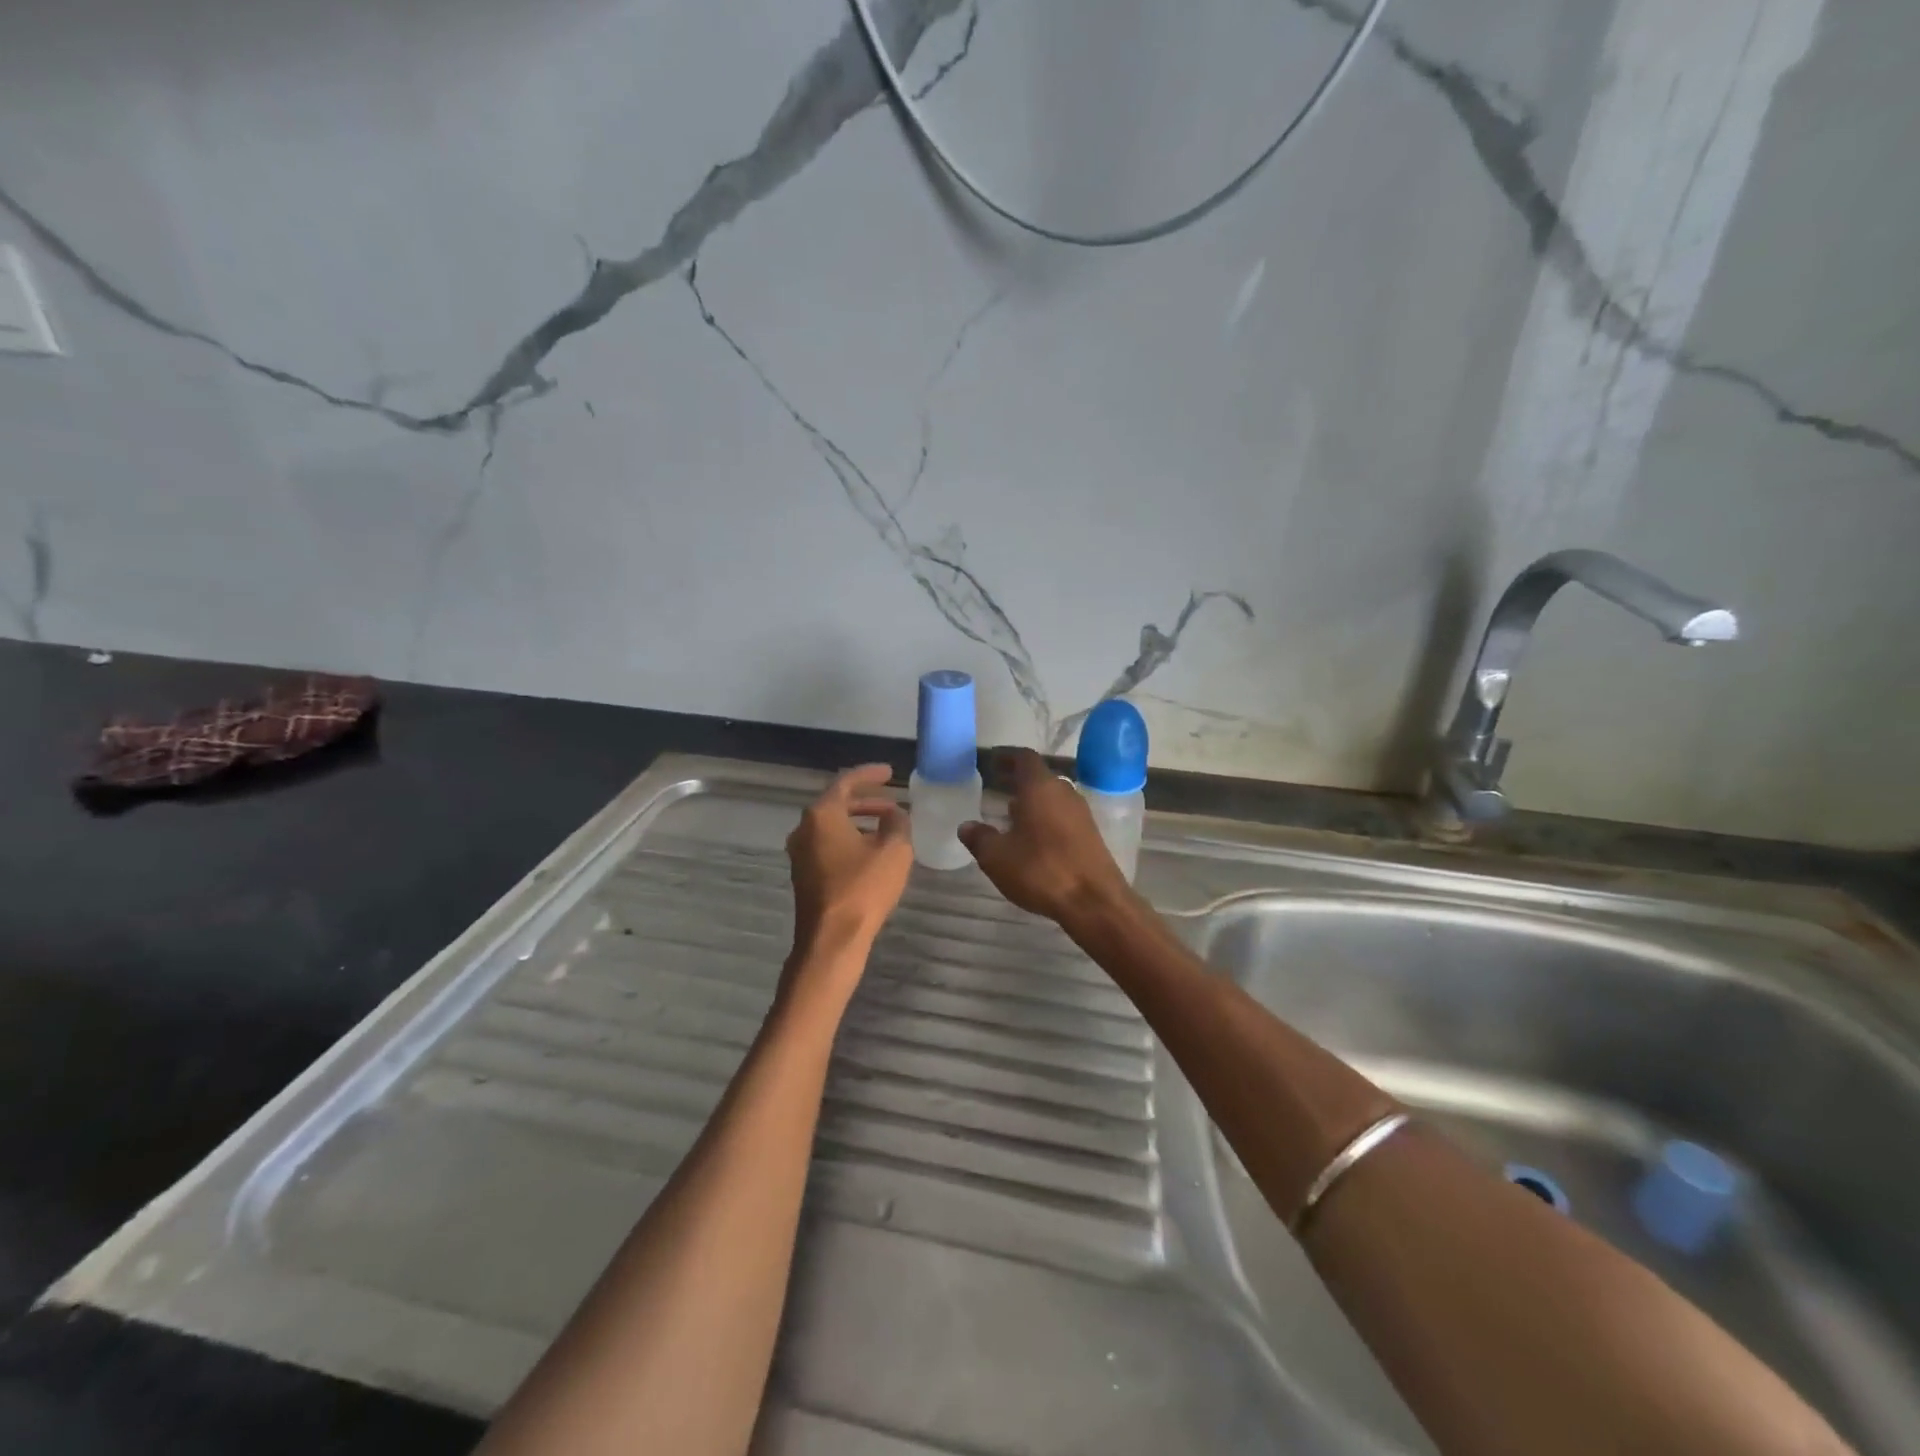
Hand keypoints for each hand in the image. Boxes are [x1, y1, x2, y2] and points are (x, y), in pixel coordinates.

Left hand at [786, 764, 912, 956]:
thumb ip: (898, 823)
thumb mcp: (894, 850)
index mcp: (822, 815)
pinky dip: (849, 840)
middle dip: (866, 800)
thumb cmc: (864, 888)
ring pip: (831, 826)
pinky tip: (870, 852)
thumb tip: (894, 814)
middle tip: (891, 801)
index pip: (846, 782)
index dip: (870, 774)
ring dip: (858, 822)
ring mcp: (800, 854)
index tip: (889, 772)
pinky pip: (828, 845)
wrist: (832, 939)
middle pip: (836, 804)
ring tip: (886, 827)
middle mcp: (804, 829)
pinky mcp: (804, 875)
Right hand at [959, 748, 1132, 927]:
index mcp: (1040, 788)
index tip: (992, 760)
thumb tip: (967, 826)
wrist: (1094, 901)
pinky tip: (1032, 838)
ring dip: (1031, 801)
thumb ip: (980, 838)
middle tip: (996, 786)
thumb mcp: (997, 857)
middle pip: (1039, 777)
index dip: (1007, 756)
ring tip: (1009, 814)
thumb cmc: (1041, 870)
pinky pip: (1062, 815)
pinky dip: (1044, 818)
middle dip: (1017, 780)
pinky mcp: (1090, 834)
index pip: (1024, 758)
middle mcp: (1064, 792)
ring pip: (1051, 797)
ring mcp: (1081, 813)